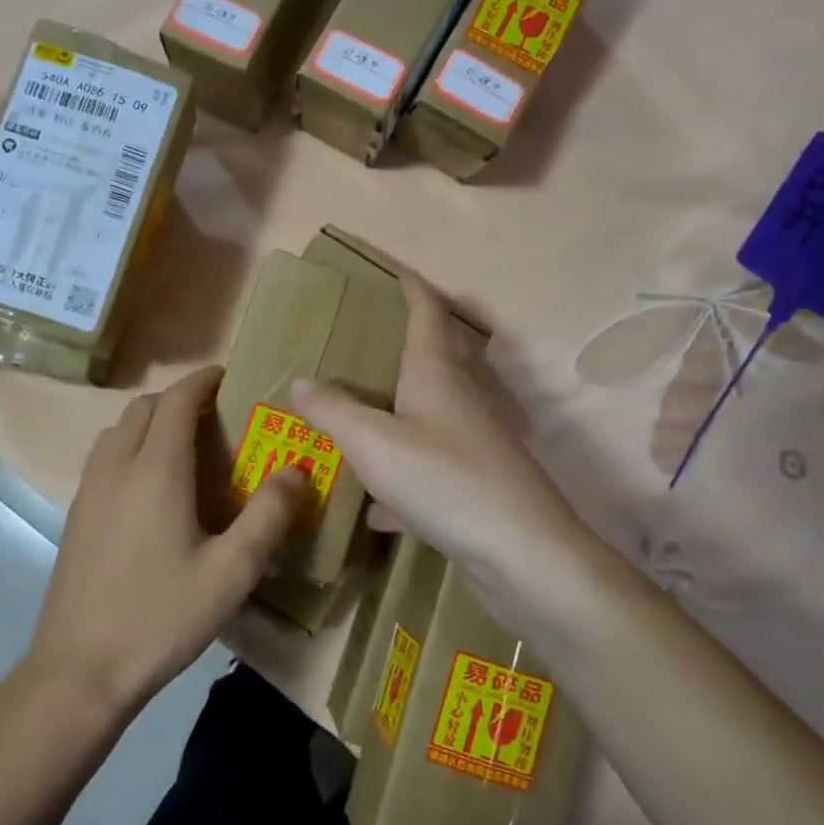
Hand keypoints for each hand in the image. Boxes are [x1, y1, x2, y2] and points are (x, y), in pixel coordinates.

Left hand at [30, 365, 305, 712]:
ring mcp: (89, 490)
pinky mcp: (76, 514)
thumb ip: (268, 516)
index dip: (202, 381)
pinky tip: (150, 486)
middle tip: (215, 416)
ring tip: (184, 445)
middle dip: (179, 398)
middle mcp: (116, 467)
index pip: (177, 400)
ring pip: (118, 429)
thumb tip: (296, 470)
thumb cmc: (161, 617)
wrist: (79, 670)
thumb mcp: (231, 573)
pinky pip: (104, 456)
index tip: (228, 377)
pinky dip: (130, 445)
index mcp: (156, 470)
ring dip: (151, 421)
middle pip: (144, 407)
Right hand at [292, 275, 600, 643]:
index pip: (427, 313)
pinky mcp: (475, 486)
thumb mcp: (374, 443)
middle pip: (434, 359)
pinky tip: (376, 510)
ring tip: (359, 418)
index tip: (394, 271)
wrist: (522, 553)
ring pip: (428, 418)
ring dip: (397, 415)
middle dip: (403, 346)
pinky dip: (401, 482)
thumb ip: (334, 411)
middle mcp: (460, 401)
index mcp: (437, 375)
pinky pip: (428, 472)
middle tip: (365, 343)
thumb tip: (302, 382)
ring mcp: (472, 444)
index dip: (410, 288)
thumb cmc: (444, 480)